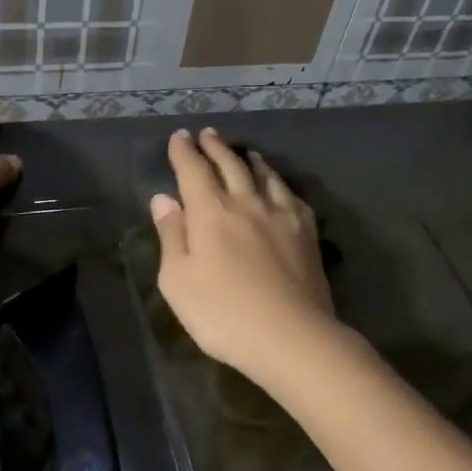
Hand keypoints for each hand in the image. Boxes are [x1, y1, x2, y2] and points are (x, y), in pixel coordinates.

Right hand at [150, 129, 340, 383]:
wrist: (290, 336)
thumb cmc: (222, 313)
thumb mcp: (177, 280)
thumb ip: (171, 235)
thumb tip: (164, 198)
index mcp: (210, 213)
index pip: (193, 171)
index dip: (184, 152)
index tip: (179, 136)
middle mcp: (246, 204)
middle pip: (230, 166)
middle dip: (215, 148)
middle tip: (208, 134)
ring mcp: (281, 216)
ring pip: (265, 176)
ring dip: (250, 160)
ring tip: (244, 152)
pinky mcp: (307, 234)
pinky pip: (292, 197)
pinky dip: (280, 185)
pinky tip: (280, 188)